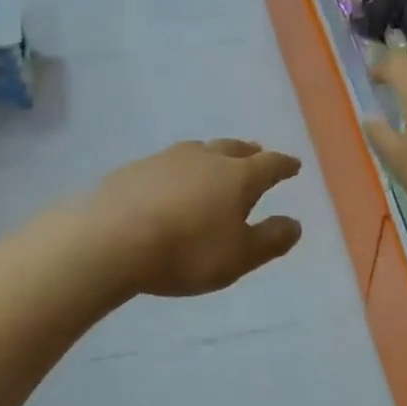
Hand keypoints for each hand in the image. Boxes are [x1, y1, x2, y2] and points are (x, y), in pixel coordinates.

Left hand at [86, 140, 303, 297]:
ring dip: (213, 154)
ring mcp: (166, 159)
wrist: (111, 240)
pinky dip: (179, 169)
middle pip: (233, 148)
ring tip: (215, 161)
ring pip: (199, 150)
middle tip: (257, 153)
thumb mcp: (238, 256)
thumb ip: (270, 240)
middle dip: (249, 152)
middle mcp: (205, 158)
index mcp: (238, 177)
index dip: (284, 165)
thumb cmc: (186, 251)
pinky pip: (167, 163)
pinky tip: (171, 181)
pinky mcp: (135, 169)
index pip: (269, 165)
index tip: (294, 165)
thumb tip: (295, 224)